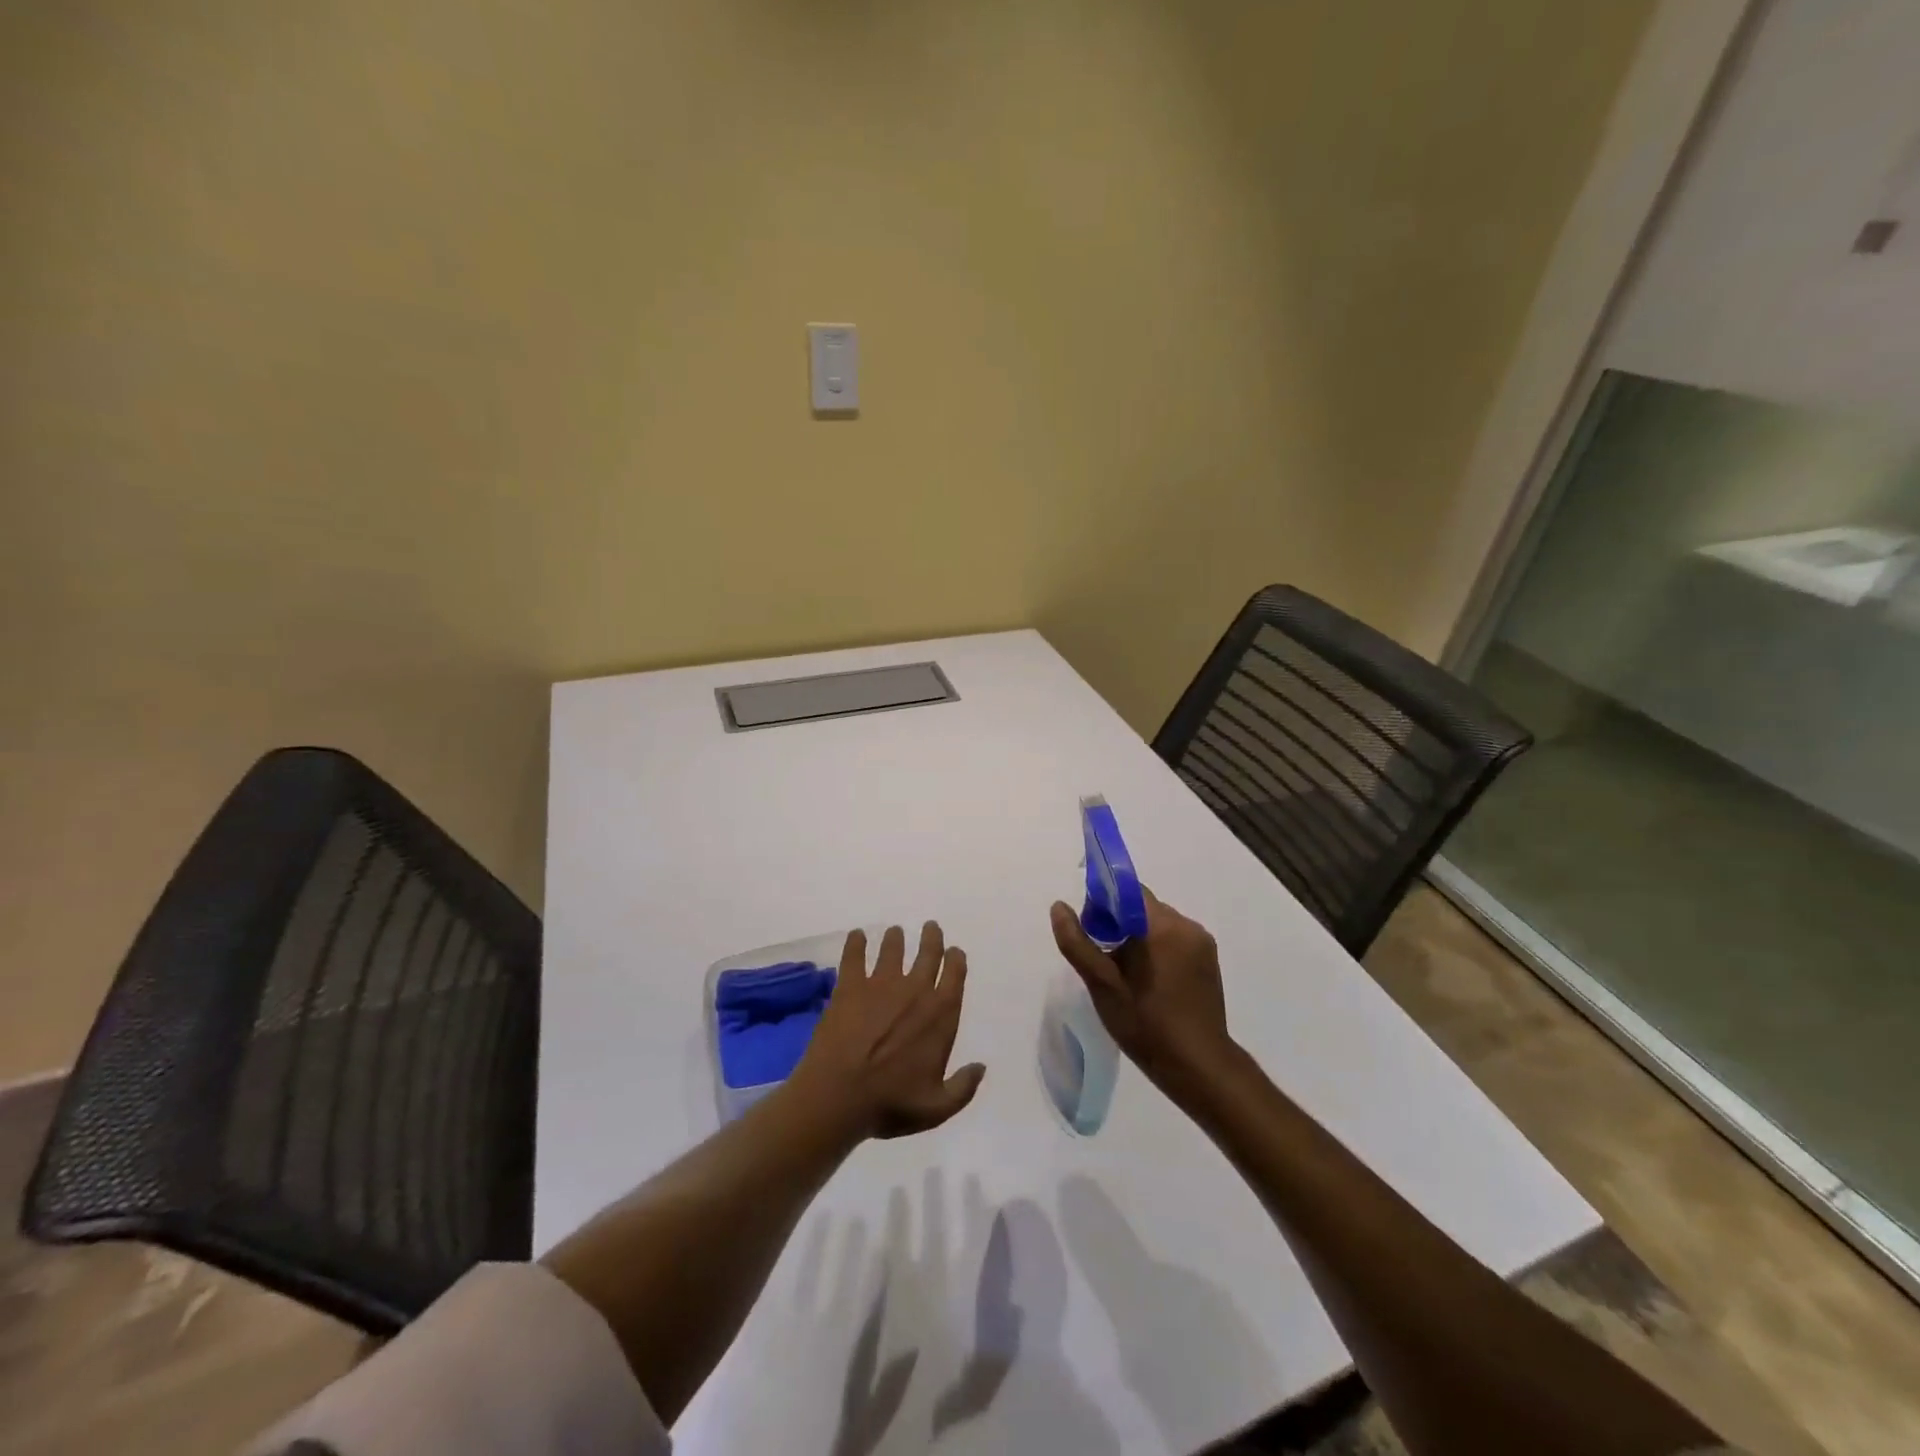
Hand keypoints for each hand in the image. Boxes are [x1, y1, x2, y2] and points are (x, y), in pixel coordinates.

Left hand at [790, 922, 985, 1140]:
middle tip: (930, 927)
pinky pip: (854, 954)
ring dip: (896, 938)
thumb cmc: (891, 1103)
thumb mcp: (937, 1107)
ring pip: (893, 948)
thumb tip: (981, 1067)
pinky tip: (856, 935)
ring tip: (895, 932)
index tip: (953, 952)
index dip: (955, 958)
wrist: (839, 1096)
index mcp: (941, 1013)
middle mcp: (915, 989)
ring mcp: (880, 983)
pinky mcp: (850, 985)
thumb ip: (963, 1087)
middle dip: (932, 937)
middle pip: (928, 952)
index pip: (955, 973)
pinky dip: (856, 942)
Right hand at [1048, 888, 1232, 1089]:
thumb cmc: (1146, 1023)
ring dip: (1138, 937)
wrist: (1198, 1066)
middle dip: (1119, 923)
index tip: (1091, 930)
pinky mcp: (1209, 960)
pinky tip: (1148, 981)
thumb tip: (1059, 907)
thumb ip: (1077, 943)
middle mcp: (1186, 925)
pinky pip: (1175, 940)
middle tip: (1103, 958)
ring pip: (1158, 924)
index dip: (1103, 903)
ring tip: (1124, 974)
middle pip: (1143, 907)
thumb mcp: (1102, 984)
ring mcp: (1202, 943)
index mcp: (1161, 925)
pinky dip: (1157, 950)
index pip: (1127, 891)